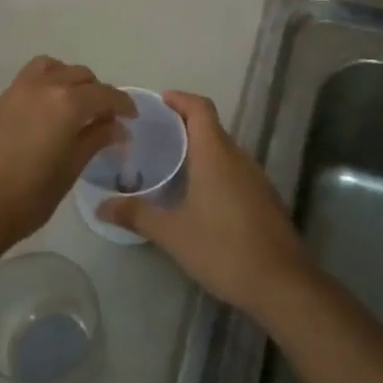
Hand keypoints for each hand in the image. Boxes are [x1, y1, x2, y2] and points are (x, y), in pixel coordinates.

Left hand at [0, 57, 134, 252]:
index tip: (132, 118)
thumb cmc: (29, 196)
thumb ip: (95, 140)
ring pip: (53, 68)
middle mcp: (44, 86)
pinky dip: (48, 83)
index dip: (123, 104)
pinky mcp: (0, 100)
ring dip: (70, 80)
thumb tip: (117, 127)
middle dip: (98, 92)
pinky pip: (32, 78)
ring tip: (76, 107)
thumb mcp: (71, 169)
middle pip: (80, 76)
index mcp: (67, 103)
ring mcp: (17, 90)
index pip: (105, 94)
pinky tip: (50, 112)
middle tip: (105, 118)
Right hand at [99, 91, 309, 317]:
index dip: (179, 99)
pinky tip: (198, 197)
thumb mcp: (172, 233)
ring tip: (170, 166)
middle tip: (152, 137)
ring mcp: (256, 178)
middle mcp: (239, 158)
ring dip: (199, 150)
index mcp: (215, 154)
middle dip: (183, 126)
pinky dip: (214, 171)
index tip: (157, 102)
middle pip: (211, 128)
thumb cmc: (223, 248)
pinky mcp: (265, 199)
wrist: (282, 283)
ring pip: (224, 151)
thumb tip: (100, 206)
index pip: (200, 108)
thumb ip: (136, 215)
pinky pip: (235, 172)